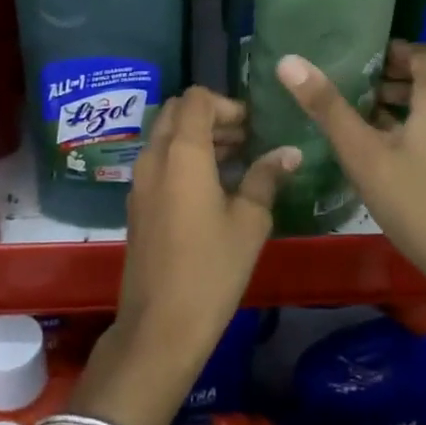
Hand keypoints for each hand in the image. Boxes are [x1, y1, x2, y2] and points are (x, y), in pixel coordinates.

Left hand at [86, 89, 298, 424]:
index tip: (252, 127)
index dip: (226, 104)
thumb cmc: (212, 269)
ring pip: (164, 137)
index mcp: (182, 153)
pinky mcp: (137, 204)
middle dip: (210, 116)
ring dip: (196, 137)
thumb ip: (266, 178)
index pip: (196, 99)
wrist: (160, 325)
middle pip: (175, 112)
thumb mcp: (250, 221)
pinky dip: (182, 158)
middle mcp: (154, 158)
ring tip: (235, 161)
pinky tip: (211, 187)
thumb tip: (288, 152)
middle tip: (244, 139)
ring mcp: (139, 182)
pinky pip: (158, 162)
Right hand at [274, 43, 425, 335]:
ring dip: (419, 94)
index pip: (423, 54)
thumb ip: (327, 107)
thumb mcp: (362, 153)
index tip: (363, 58)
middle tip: (375, 79)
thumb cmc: (413, 200)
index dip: (394, 51)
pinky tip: (395, 143)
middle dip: (411, 69)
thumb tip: (289, 61)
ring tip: (376, 108)